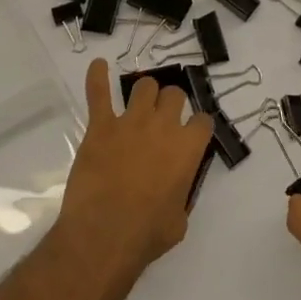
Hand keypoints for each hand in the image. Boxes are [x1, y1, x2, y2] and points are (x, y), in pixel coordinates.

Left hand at [54, 59, 214, 279]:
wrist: (103, 234)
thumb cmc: (146, 234)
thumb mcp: (180, 219)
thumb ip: (182, 193)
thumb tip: (176, 187)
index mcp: (188, 148)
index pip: (203, 120)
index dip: (198, 126)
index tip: (192, 133)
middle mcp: (163, 126)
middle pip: (174, 95)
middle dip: (171, 103)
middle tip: (163, 118)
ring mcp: (130, 122)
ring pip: (144, 86)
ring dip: (144, 92)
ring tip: (139, 101)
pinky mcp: (100, 126)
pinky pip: (98, 92)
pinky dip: (97, 76)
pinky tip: (98, 65)